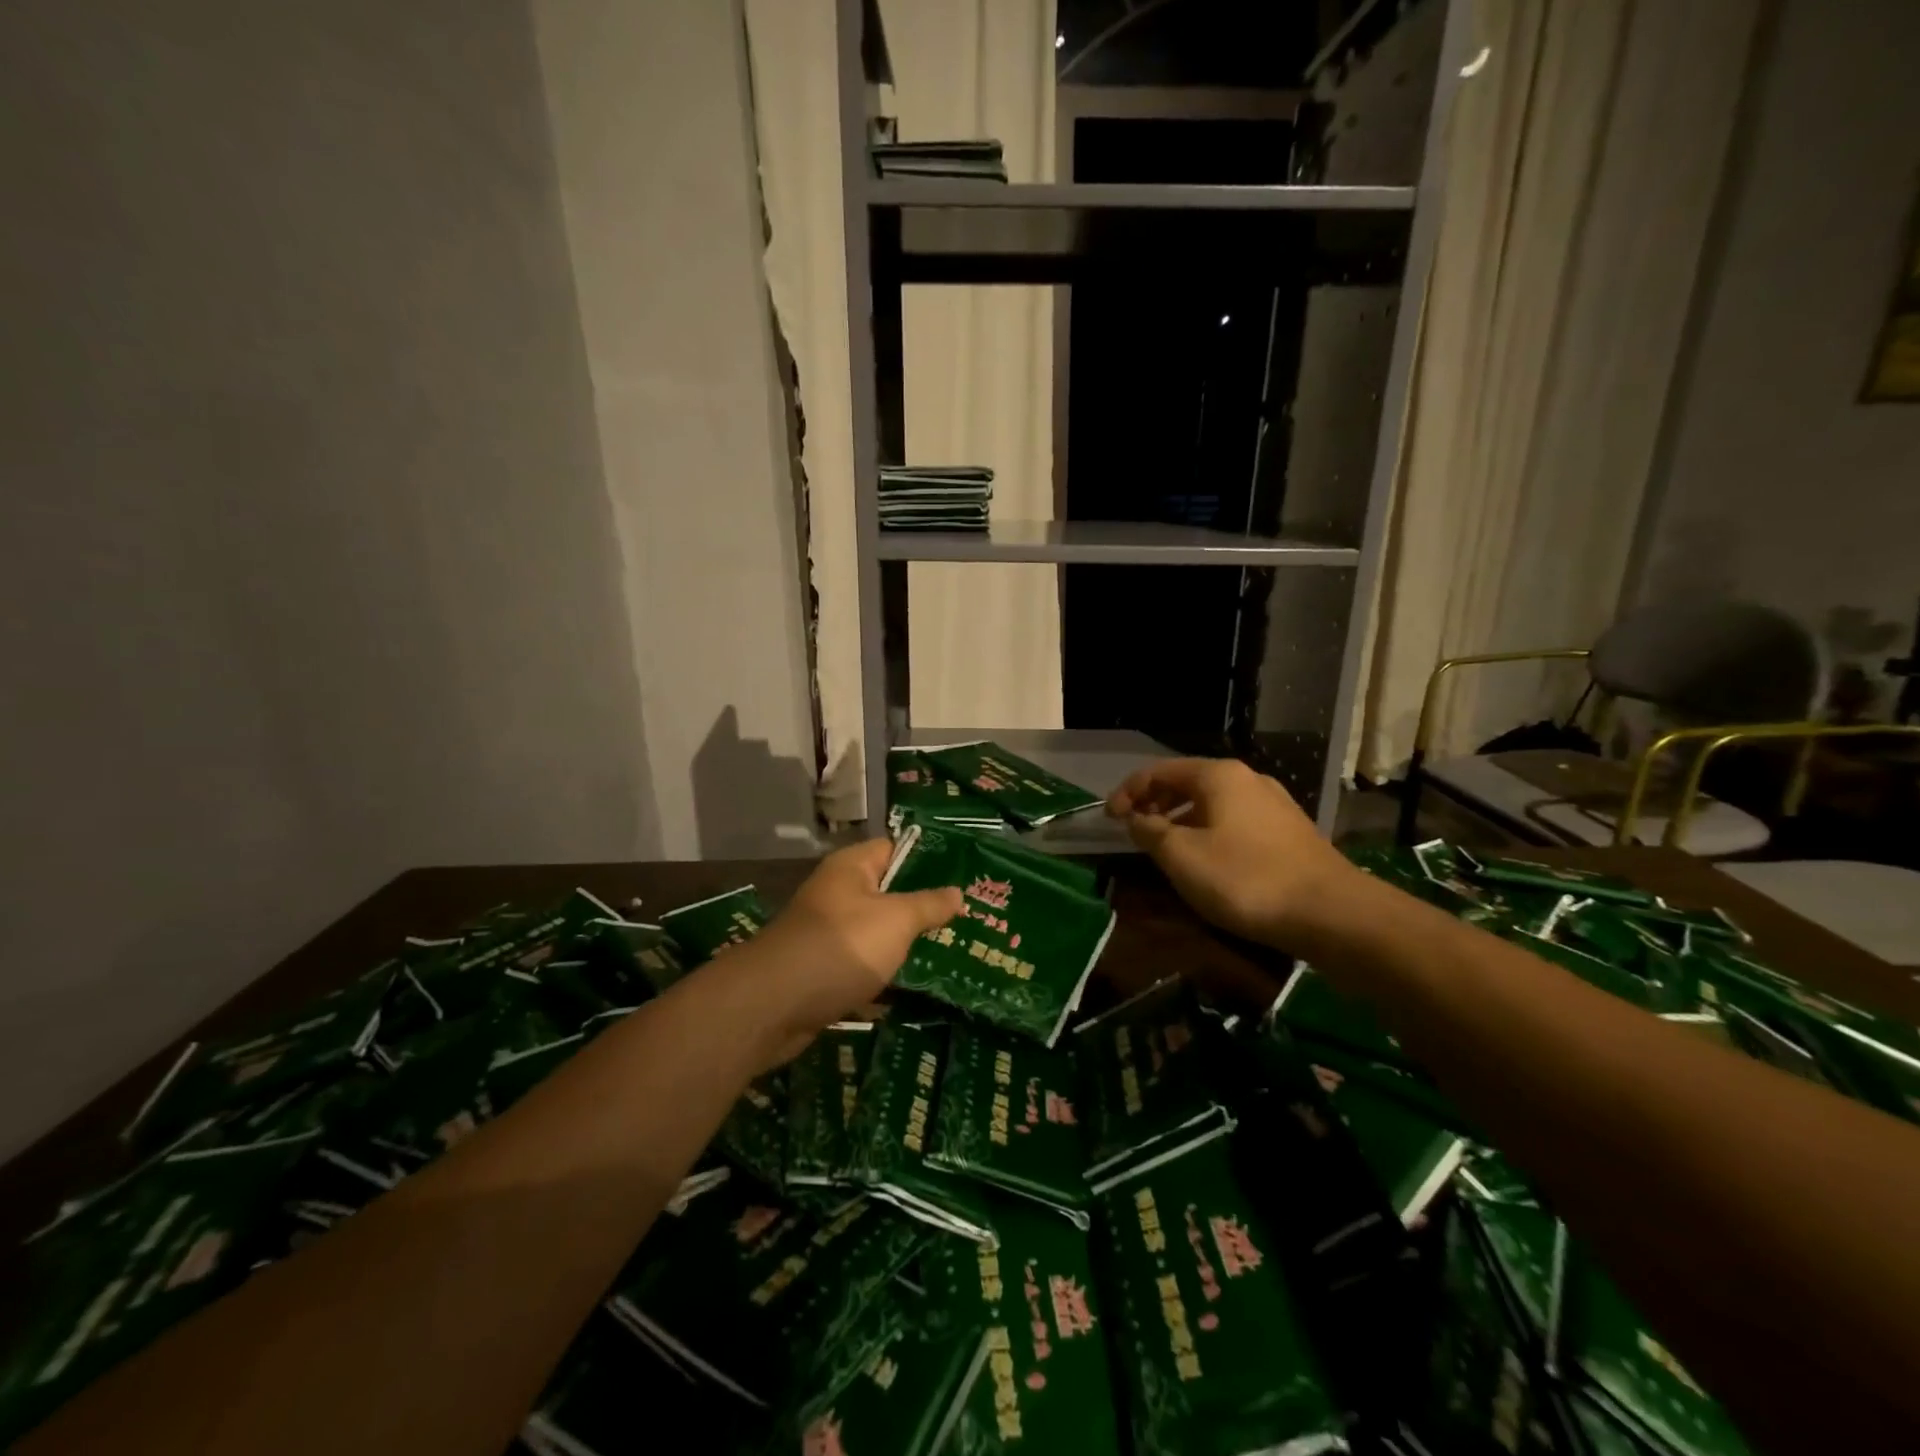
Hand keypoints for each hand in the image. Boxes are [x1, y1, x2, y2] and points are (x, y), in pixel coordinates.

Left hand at [733, 839, 962, 1062]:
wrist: (774, 1005)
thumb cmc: (842, 946)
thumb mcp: (897, 920)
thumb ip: (929, 905)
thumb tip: (957, 892)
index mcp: (851, 868)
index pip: (894, 849)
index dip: (927, 860)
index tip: (963, 875)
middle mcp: (836, 894)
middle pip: (887, 893)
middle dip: (922, 908)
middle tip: (964, 919)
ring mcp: (827, 934)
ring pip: (876, 934)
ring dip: (903, 945)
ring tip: (949, 952)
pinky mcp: (822, 971)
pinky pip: (861, 966)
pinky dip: (883, 976)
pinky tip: (914, 988)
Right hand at [1108, 758, 1353, 947]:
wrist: (1331, 913)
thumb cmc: (1245, 878)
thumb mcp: (1182, 856)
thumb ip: (1150, 832)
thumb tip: (1136, 819)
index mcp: (1218, 776)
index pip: (1158, 771)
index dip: (1127, 792)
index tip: (1109, 819)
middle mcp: (1247, 779)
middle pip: (1186, 782)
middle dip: (1154, 803)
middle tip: (1133, 830)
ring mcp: (1272, 803)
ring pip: (1211, 802)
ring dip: (1180, 818)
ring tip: (1164, 846)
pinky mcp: (1288, 830)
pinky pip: (1233, 819)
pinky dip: (1207, 830)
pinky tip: (1205, 858)